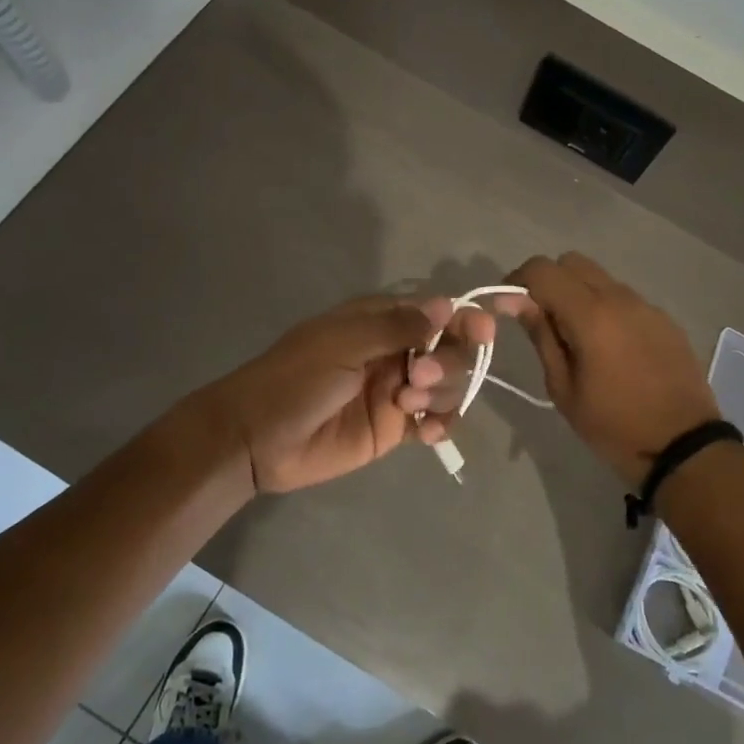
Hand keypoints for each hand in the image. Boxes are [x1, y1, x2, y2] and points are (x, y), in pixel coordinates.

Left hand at [210, 295, 496, 493]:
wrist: (258, 439)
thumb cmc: (295, 380)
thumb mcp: (343, 344)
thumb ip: (397, 326)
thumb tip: (447, 304)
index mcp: (379, 322)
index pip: (435, 312)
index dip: (464, 319)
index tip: (484, 330)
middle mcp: (395, 352)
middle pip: (449, 349)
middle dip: (446, 361)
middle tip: (416, 378)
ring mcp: (396, 391)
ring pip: (446, 386)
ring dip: (440, 393)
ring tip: (407, 407)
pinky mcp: (394, 429)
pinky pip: (434, 422)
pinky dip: (441, 425)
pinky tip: (427, 434)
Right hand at [496, 253, 720, 488]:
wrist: (684, 446)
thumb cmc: (614, 425)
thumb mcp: (564, 389)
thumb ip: (541, 337)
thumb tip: (515, 302)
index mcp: (591, 315)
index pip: (543, 270)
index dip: (517, 281)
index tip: (507, 307)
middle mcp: (620, 298)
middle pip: (572, 262)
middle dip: (548, 281)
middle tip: (539, 318)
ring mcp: (646, 306)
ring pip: (600, 278)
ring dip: (577, 294)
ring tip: (574, 336)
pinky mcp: (664, 320)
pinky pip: (624, 299)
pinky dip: (604, 308)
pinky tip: (607, 347)